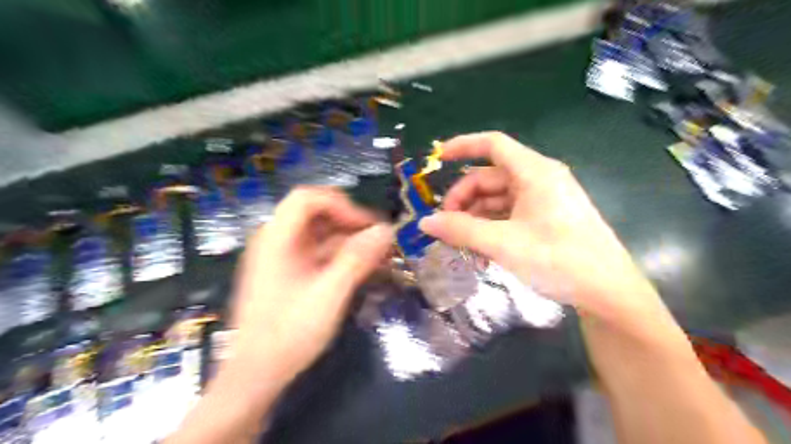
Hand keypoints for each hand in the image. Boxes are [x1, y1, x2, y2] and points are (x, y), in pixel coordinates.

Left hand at [229, 189, 392, 386]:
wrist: (256, 375)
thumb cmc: (288, 333)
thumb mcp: (329, 294)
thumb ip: (358, 259)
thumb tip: (387, 230)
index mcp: (277, 238)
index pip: (308, 198)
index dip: (341, 205)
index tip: (368, 227)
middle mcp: (277, 241)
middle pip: (317, 215)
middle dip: (352, 224)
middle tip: (381, 243)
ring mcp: (283, 257)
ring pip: (321, 236)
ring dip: (351, 242)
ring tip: (379, 258)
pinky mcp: (290, 273)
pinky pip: (319, 254)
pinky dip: (342, 258)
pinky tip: (363, 270)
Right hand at [419, 132, 654, 319]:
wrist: (608, 292)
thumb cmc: (558, 259)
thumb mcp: (503, 243)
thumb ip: (461, 230)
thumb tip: (425, 222)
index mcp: (534, 172)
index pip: (493, 145)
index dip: (463, 146)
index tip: (437, 158)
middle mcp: (539, 179)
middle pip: (490, 177)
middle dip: (463, 198)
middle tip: (445, 224)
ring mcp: (543, 200)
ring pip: (498, 198)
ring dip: (475, 216)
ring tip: (458, 242)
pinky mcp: (546, 219)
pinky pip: (510, 214)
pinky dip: (491, 226)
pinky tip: (479, 249)